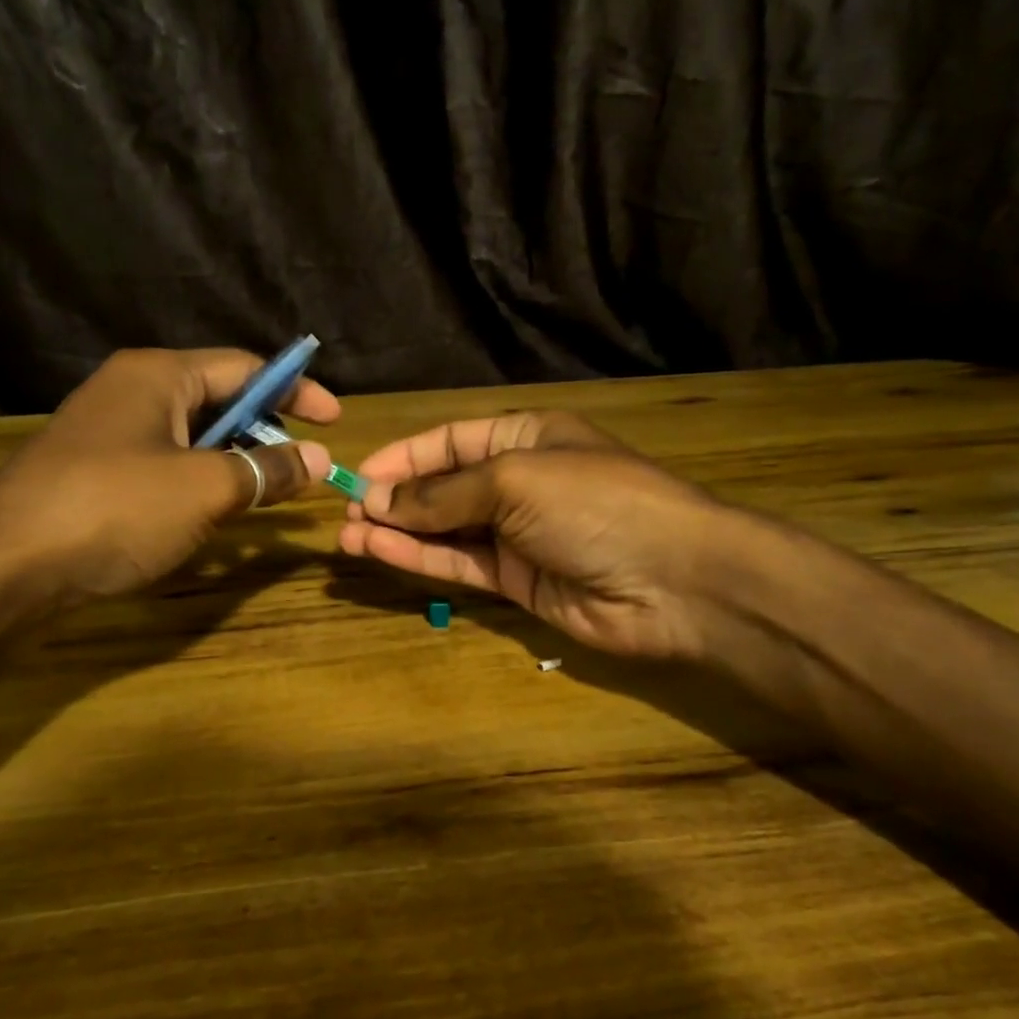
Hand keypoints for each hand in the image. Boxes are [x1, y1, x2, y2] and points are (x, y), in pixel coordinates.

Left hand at [0, 348, 337, 601]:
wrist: (2, 565)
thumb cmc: (114, 508)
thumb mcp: (204, 488)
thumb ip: (266, 470)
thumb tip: (317, 460)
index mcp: (159, 375)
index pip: (245, 367)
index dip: (296, 390)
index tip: (334, 421)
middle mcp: (133, 393)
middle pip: (219, 400)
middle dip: (265, 430)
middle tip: (301, 467)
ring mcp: (109, 435)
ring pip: (192, 439)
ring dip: (233, 464)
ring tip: (266, 495)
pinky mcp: (96, 475)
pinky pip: (165, 467)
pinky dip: (199, 485)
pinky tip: (211, 517)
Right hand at [338, 412, 743, 660]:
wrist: (674, 581)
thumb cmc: (594, 503)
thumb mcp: (514, 480)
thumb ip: (443, 493)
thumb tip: (378, 501)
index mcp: (525, 437)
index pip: (450, 441)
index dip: (403, 457)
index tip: (356, 476)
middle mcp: (518, 482)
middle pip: (443, 486)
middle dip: (395, 498)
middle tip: (344, 515)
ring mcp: (518, 534)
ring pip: (445, 529)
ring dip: (398, 532)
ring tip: (348, 538)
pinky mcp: (517, 581)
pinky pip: (460, 564)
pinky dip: (420, 559)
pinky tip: (380, 553)